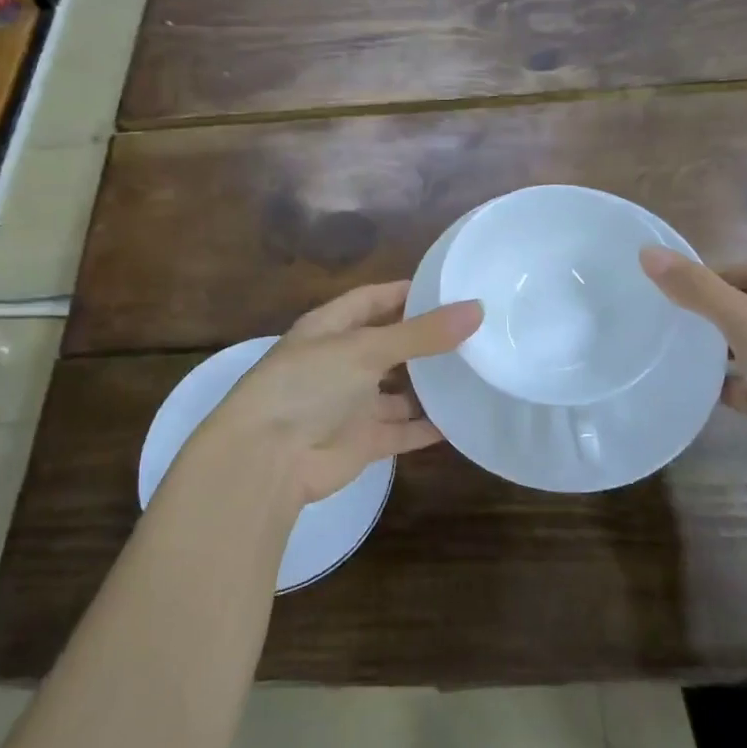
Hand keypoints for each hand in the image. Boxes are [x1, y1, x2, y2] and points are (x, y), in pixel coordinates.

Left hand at [194, 282, 482, 506]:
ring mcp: (352, 404)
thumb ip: (421, 334)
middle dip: (425, 340)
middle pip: (390, 345)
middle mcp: (341, 362)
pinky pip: (404, 430)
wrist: (268, 459)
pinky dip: (429, 426)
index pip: (371, 300)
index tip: (448, 288)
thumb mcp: (365, 349)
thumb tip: (476, 309)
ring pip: (399, 389)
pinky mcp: (364, 441)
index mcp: (330, 328)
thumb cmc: (309, 385)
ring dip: (431, 384)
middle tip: (476, 330)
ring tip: (478, 369)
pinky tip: (464, 418)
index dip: (405, 293)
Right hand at [639, 248, 746, 513]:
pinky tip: (687, 385)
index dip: (716, 272)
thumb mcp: (746, 322)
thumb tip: (647, 251)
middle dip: (708, 307)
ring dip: (711, 345)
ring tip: (666, 345)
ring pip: (744, 345)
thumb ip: (697, 288)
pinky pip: (744, 384)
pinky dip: (719, 382)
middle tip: (661, 314)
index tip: (672, 287)